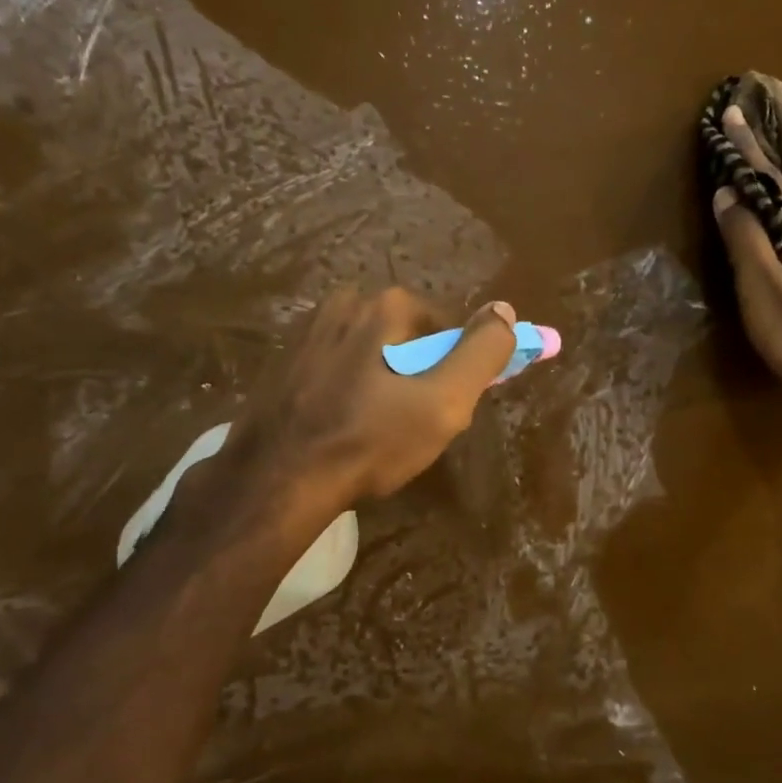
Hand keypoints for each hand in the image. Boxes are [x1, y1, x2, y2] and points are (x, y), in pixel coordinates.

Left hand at [227, 287, 518, 509]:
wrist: (276, 480)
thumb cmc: (369, 441)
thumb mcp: (444, 402)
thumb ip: (482, 352)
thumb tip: (505, 310)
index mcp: (385, 304)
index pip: (447, 328)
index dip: (456, 370)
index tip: (448, 409)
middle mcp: (343, 302)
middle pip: (406, 338)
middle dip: (418, 375)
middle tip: (413, 425)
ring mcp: (307, 330)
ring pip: (370, 352)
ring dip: (383, 383)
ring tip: (376, 431)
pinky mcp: (283, 360)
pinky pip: (337, 367)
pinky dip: (349, 390)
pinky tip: (343, 426)